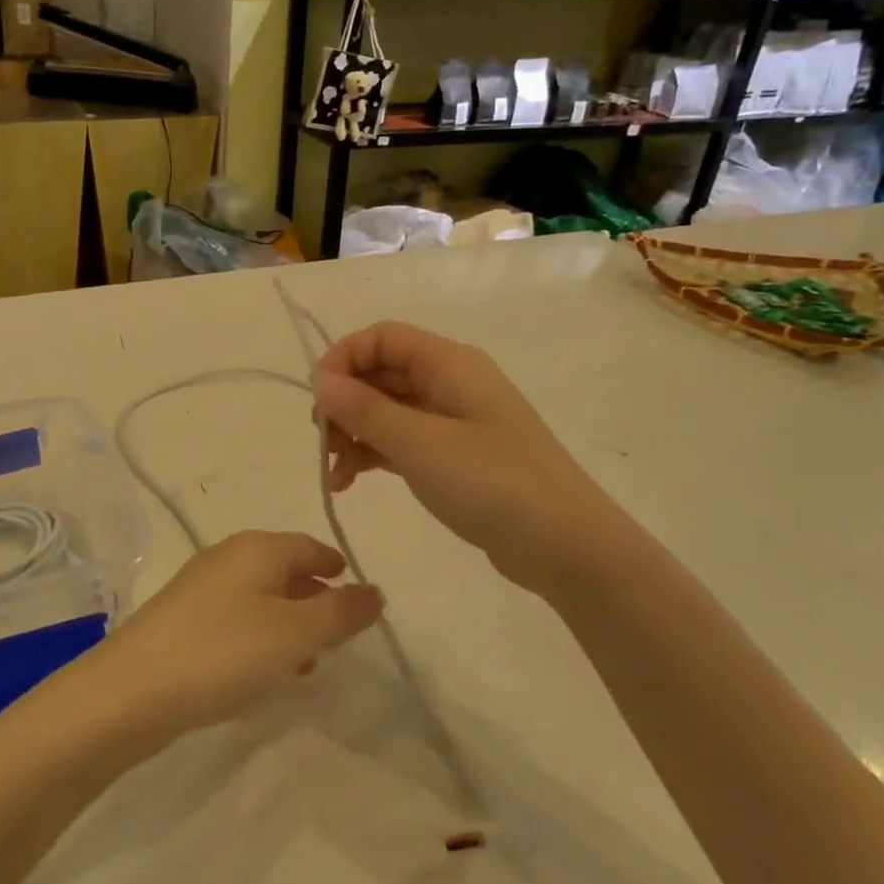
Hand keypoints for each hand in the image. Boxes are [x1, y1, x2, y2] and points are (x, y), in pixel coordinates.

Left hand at [89, 531, 382, 740]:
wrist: (132, 690)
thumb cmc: (224, 651)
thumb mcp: (295, 632)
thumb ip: (341, 611)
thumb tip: (376, 592)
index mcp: (257, 548)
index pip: (310, 547)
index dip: (338, 570)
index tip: (359, 600)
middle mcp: (227, 557)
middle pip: (285, 570)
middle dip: (315, 601)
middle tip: (338, 638)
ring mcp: (200, 588)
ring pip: (260, 598)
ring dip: (288, 625)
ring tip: (307, 664)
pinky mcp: (181, 620)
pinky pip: (235, 620)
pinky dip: (258, 638)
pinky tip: (262, 672)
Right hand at [313, 321, 601, 591]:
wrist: (565, 544)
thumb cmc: (492, 483)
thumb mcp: (420, 444)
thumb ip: (366, 410)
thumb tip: (322, 381)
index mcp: (449, 364)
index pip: (383, 338)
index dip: (344, 358)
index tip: (318, 399)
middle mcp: (451, 383)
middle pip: (383, 373)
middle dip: (345, 401)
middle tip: (322, 442)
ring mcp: (455, 421)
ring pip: (389, 410)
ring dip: (354, 432)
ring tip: (333, 472)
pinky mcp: (456, 457)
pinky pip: (403, 441)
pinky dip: (374, 454)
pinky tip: (351, 482)